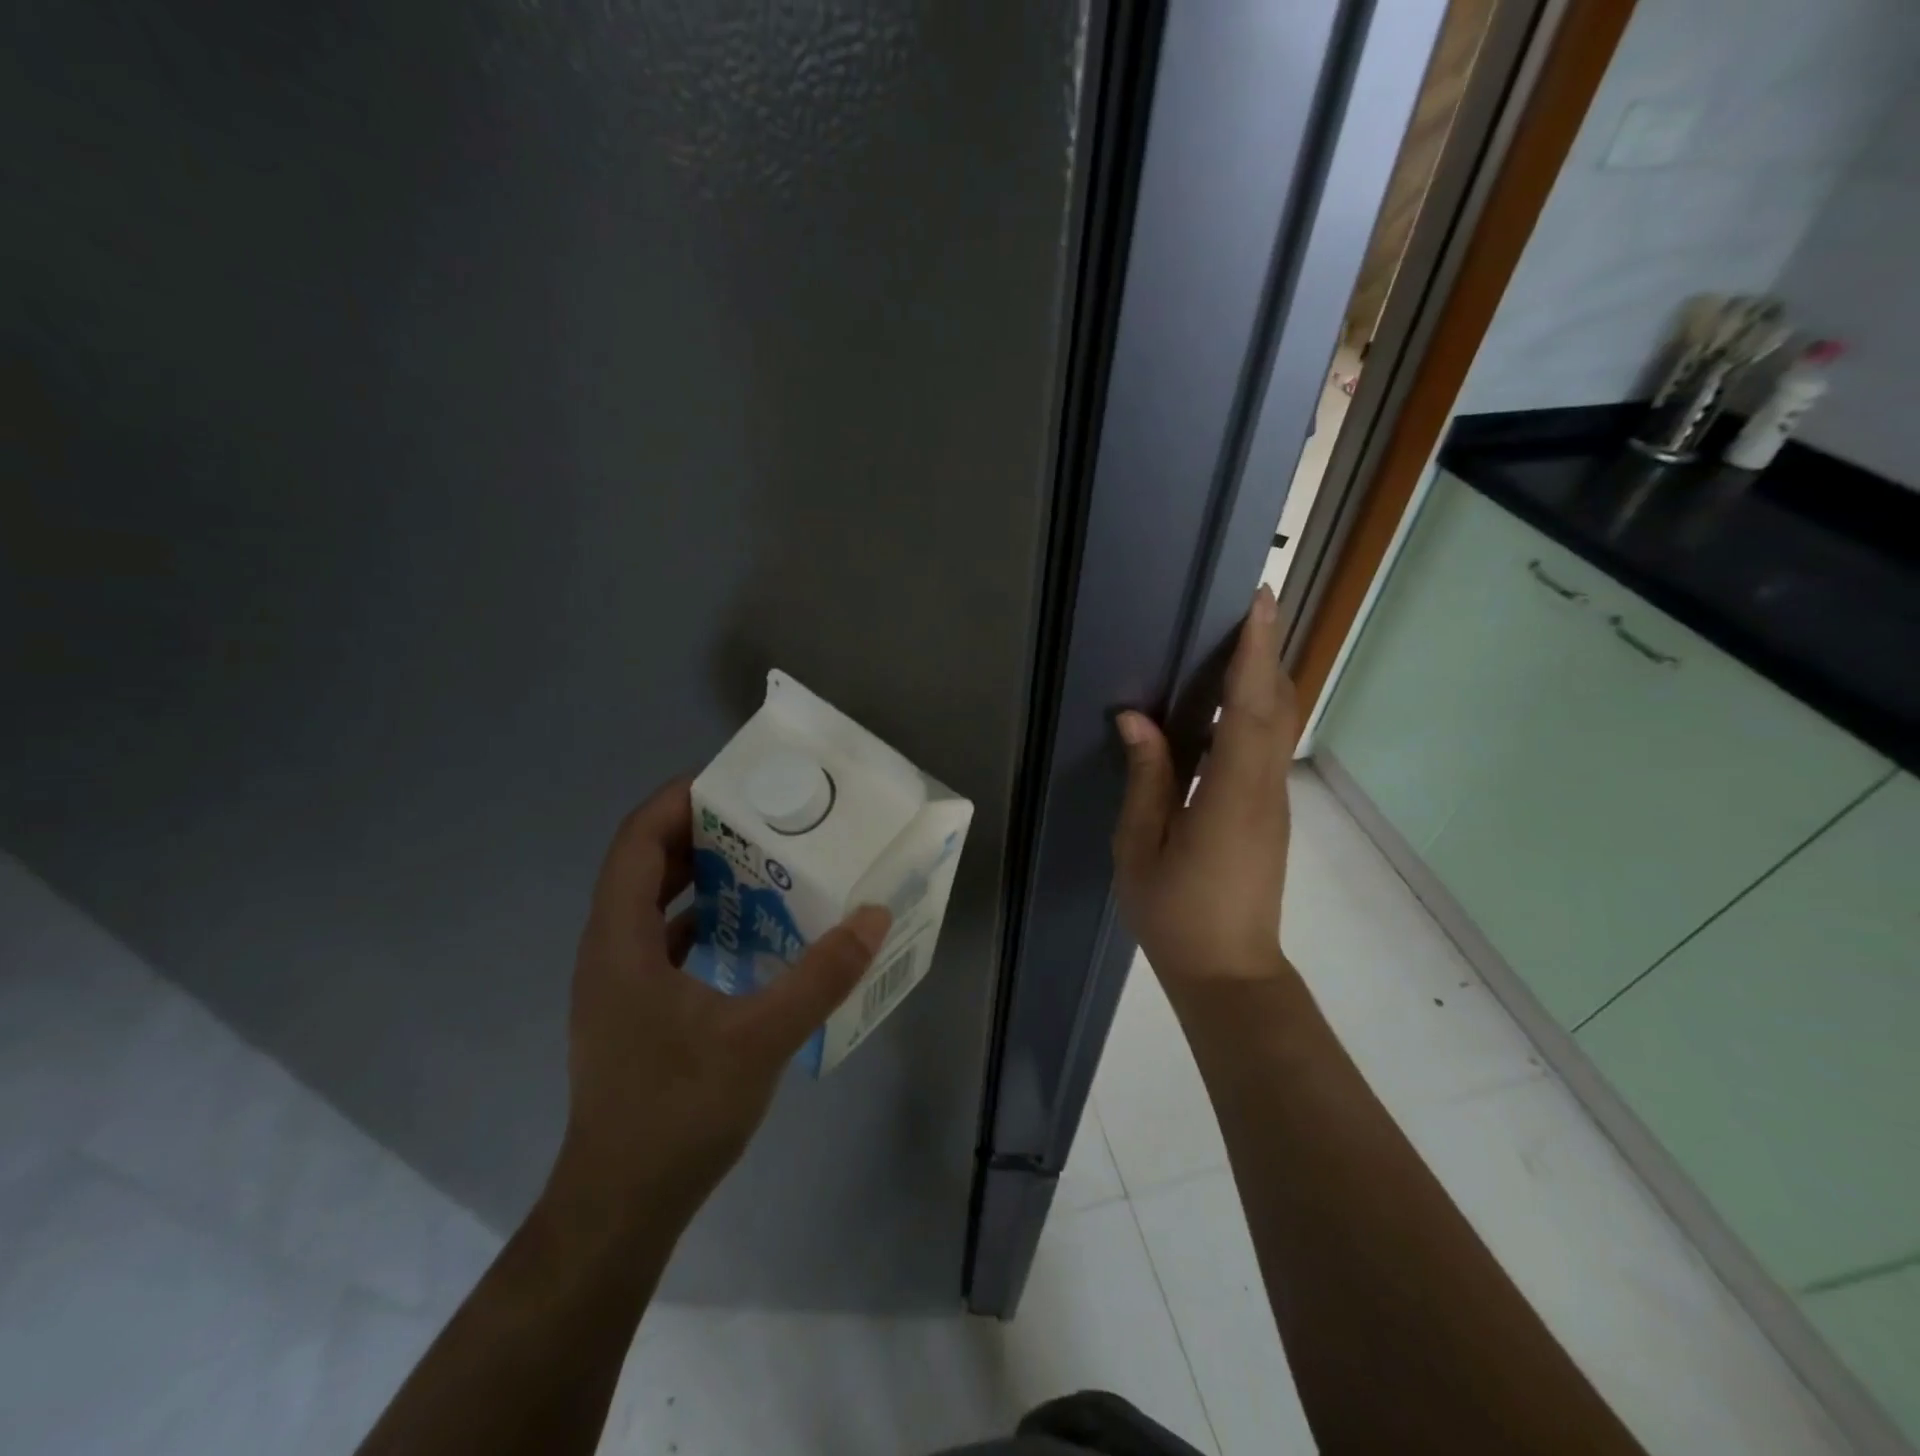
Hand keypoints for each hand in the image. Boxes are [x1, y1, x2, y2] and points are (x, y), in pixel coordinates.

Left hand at [549, 778, 890, 1234]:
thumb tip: (872, 918)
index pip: (636, 841)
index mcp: (619, 941)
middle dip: (698, 831)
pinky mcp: (633, 1009)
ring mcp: (617, 983)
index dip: (675, 801)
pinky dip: (702, 918)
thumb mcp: (760, 1039)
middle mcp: (608, 950)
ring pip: (652, 903)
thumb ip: (820, 976)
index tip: (731, 782)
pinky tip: (748, 929)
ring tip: (761, 860)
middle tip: (760, 816)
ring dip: (700, 874)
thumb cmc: (677, 1113)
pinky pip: (663, 939)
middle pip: (644, 864)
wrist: (620, 1207)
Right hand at [1112, 586, 1298, 989]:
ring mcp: (1272, 801)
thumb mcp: (1141, 848)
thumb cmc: (1176, 914)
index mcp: (1232, 794)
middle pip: (1276, 706)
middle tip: (1247, 607)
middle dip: (1266, 652)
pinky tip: (1227, 704)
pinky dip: (1255, 710)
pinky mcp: (1268, 813)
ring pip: (1277, 725)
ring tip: (1235, 642)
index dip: (1253, 653)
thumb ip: (1146, 780)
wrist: (1229, 974)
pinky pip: (1267, 747)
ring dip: (1262, 678)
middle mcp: (1263, 788)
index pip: (1250, 708)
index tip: (1257, 603)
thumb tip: (1138, 720)